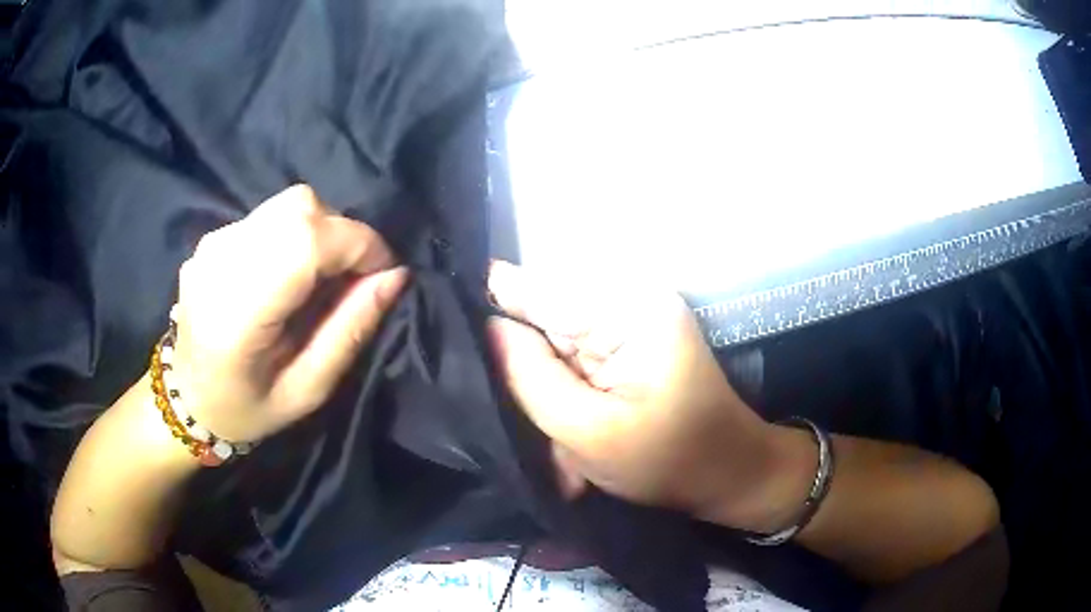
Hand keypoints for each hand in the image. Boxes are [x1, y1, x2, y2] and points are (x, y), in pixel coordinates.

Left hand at [171, 185, 407, 443]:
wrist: (187, 398)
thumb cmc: (247, 409)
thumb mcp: (307, 390)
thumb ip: (349, 331)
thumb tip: (395, 276)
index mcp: (237, 312)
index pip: (307, 241)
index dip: (359, 245)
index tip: (384, 272)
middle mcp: (219, 262)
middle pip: (301, 208)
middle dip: (343, 235)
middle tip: (353, 278)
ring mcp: (211, 244)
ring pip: (289, 204)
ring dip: (322, 231)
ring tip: (322, 276)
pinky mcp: (212, 237)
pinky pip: (271, 215)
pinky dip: (296, 233)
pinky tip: (290, 273)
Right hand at [486, 261, 789, 529]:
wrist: (730, 473)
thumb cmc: (669, 460)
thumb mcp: (588, 433)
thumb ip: (531, 378)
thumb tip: (488, 330)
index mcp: (626, 309)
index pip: (536, 289)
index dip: (493, 308)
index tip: (455, 335)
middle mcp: (628, 300)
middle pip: (543, 317)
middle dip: (525, 369)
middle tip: (524, 419)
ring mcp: (629, 322)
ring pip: (555, 345)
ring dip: (547, 393)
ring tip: (559, 444)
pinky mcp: (628, 345)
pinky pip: (575, 361)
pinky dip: (567, 398)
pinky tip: (574, 441)